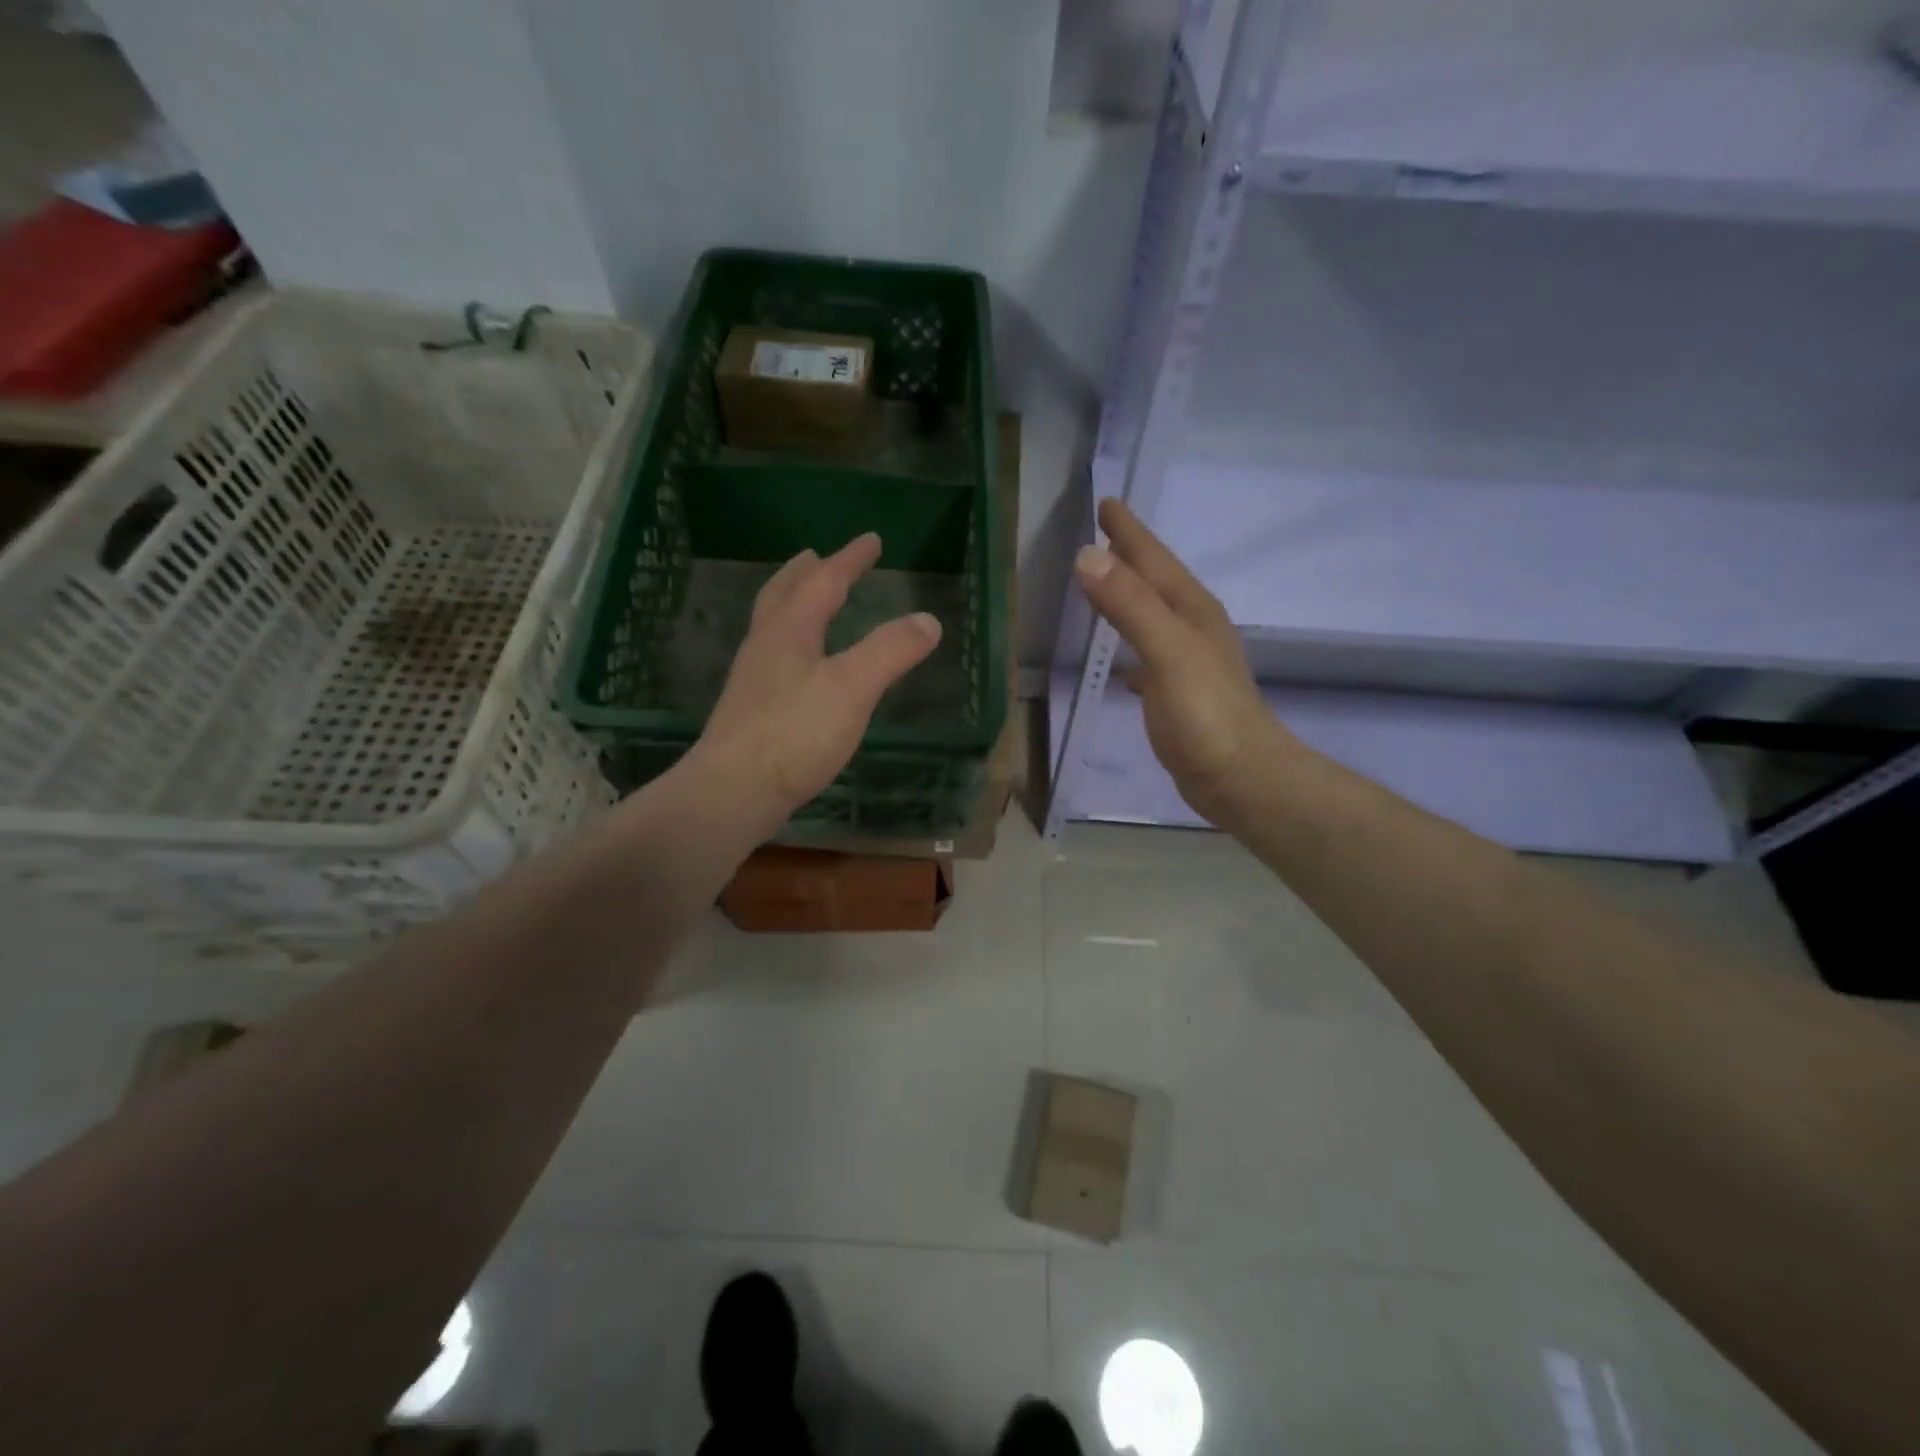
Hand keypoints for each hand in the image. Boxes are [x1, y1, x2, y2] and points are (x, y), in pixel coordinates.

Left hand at [697, 532, 941, 819]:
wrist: (733, 791)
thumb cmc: (794, 732)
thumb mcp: (853, 687)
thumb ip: (891, 650)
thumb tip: (928, 619)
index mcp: (789, 630)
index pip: (823, 581)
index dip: (850, 559)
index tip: (871, 540)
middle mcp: (765, 646)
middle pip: (783, 595)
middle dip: (805, 573)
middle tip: (819, 557)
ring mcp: (752, 679)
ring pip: (772, 625)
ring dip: (791, 603)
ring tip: (807, 603)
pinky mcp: (750, 711)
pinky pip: (773, 657)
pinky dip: (790, 641)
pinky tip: (799, 667)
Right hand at [1074, 498, 1294, 824]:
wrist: (1241, 777)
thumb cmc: (1206, 714)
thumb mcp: (1168, 651)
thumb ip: (1130, 605)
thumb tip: (1086, 556)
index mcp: (1190, 611)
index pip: (1153, 560)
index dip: (1129, 532)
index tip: (1105, 502)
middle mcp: (1192, 628)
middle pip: (1156, 581)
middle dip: (1129, 556)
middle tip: (1102, 532)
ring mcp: (1188, 662)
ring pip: (1153, 616)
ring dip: (1130, 597)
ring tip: (1104, 584)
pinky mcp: (1180, 694)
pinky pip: (1149, 655)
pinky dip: (1132, 647)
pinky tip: (1122, 664)